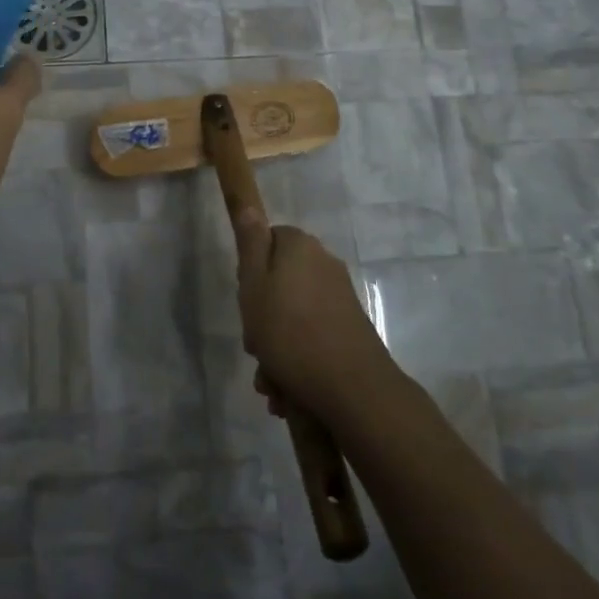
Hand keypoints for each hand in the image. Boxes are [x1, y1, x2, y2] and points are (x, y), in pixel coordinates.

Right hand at [233, 212, 394, 423]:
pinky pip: (311, 336)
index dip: (250, 271)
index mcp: (301, 247)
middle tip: (255, 346)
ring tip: (270, 382)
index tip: (246, 299)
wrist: (352, 389)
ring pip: (293, 315)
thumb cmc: (290, 333)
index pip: (268, 241)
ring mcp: (340, 297)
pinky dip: (297, 359)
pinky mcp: (349, 328)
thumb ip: (250, 245)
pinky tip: (287, 391)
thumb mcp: (254, 285)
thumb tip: (249, 207)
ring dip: (276, 347)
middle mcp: (324, 264)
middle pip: (280, 281)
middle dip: (262, 317)